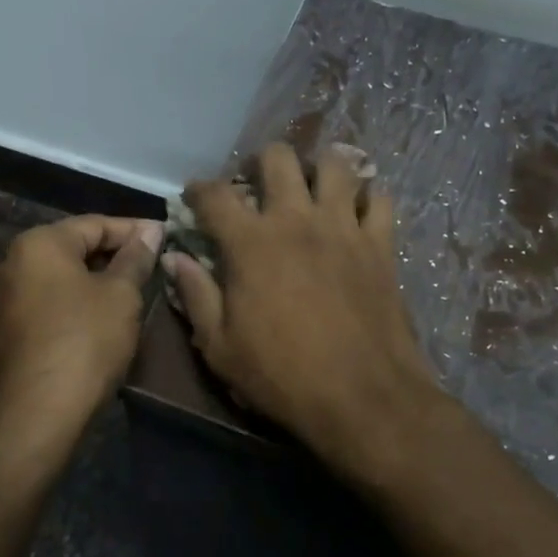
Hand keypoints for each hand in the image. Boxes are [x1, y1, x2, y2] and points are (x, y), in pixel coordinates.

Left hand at [0, 215, 162, 440]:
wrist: (35, 412)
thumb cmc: (84, 341)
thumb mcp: (121, 295)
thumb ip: (135, 258)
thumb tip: (150, 231)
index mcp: (38, 243)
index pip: (94, 223)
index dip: (133, 229)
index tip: (165, 236)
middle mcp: (12, 262)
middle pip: (73, 247)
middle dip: (114, 254)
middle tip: (152, 263)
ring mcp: (3, 298)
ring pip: (60, 276)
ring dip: (96, 280)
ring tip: (133, 289)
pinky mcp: (5, 330)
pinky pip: (48, 302)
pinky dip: (76, 302)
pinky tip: (103, 317)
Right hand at [163, 144, 439, 474]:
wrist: (364, 398)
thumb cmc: (282, 377)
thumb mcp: (220, 347)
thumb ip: (196, 295)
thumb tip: (176, 258)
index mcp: (251, 242)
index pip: (216, 194)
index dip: (200, 189)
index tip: (195, 196)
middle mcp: (297, 220)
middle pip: (278, 158)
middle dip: (261, 162)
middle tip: (259, 184)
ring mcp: (343, 227)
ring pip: (335, 164)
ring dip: (318, 168)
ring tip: (312, 187)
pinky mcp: (381, 244)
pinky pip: (379, 199)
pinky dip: (367, 198)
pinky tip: (357, 212)